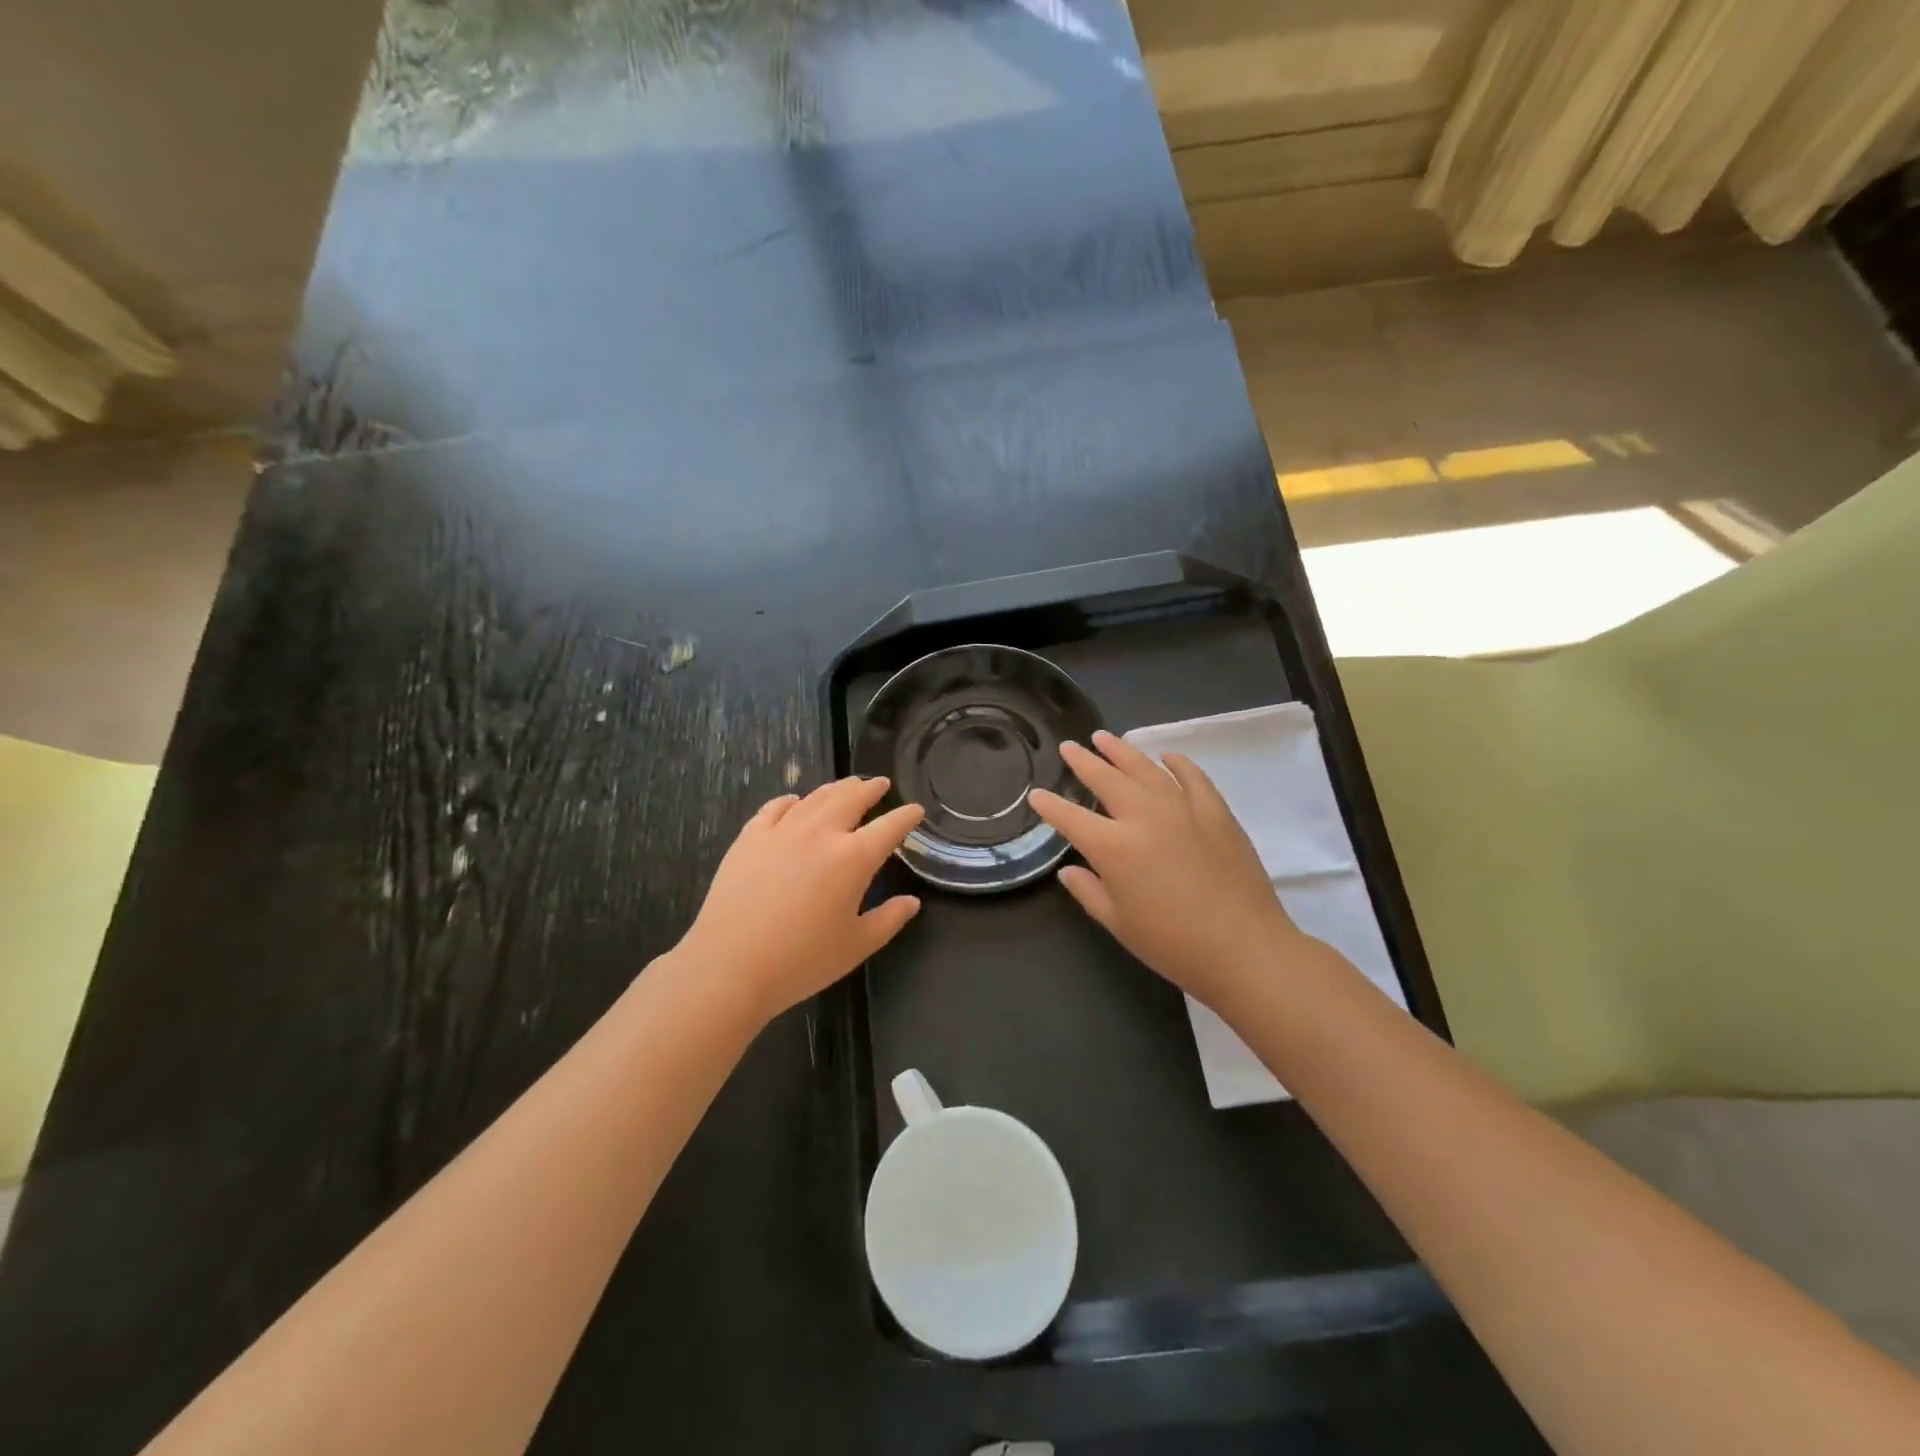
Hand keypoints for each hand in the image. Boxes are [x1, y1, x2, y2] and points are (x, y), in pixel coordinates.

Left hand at [675, 777, 924, 1022]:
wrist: (730, 965)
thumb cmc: (801, 960)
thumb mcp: (856, 946)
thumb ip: (889, 920)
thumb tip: (911, 903)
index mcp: (853, 858)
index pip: (889, 827)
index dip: (906, 816)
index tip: (916, 810)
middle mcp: (820, 833)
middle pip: (851, 799)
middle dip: (870, 789)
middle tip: (880, 783)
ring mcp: (782, 831)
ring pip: (815, 798)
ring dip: (836, 789)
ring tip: (846, 785)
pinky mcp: (750, 837)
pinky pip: (775, 808)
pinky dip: (791, 801)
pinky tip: (794, 802)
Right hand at [1030, 731, 1303, 1009]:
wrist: (1244, 948)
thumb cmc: (1173, 944)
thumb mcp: (1119, 924)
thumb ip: (1089, 891)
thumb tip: (1069, 870)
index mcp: (1114, 847)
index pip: (1071, 818)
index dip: (1050, 806)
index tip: (1036, 794)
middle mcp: (1144, 817)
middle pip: (1107, 780)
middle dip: (1084, 762)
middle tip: (1069, 746)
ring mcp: (1183, 810)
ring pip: (1146, 770)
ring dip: (1122, 751)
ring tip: (1105, 737)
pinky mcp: (1216, 813)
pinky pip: (1193, 778)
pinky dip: (1178, 764)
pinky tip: (1167, 757)